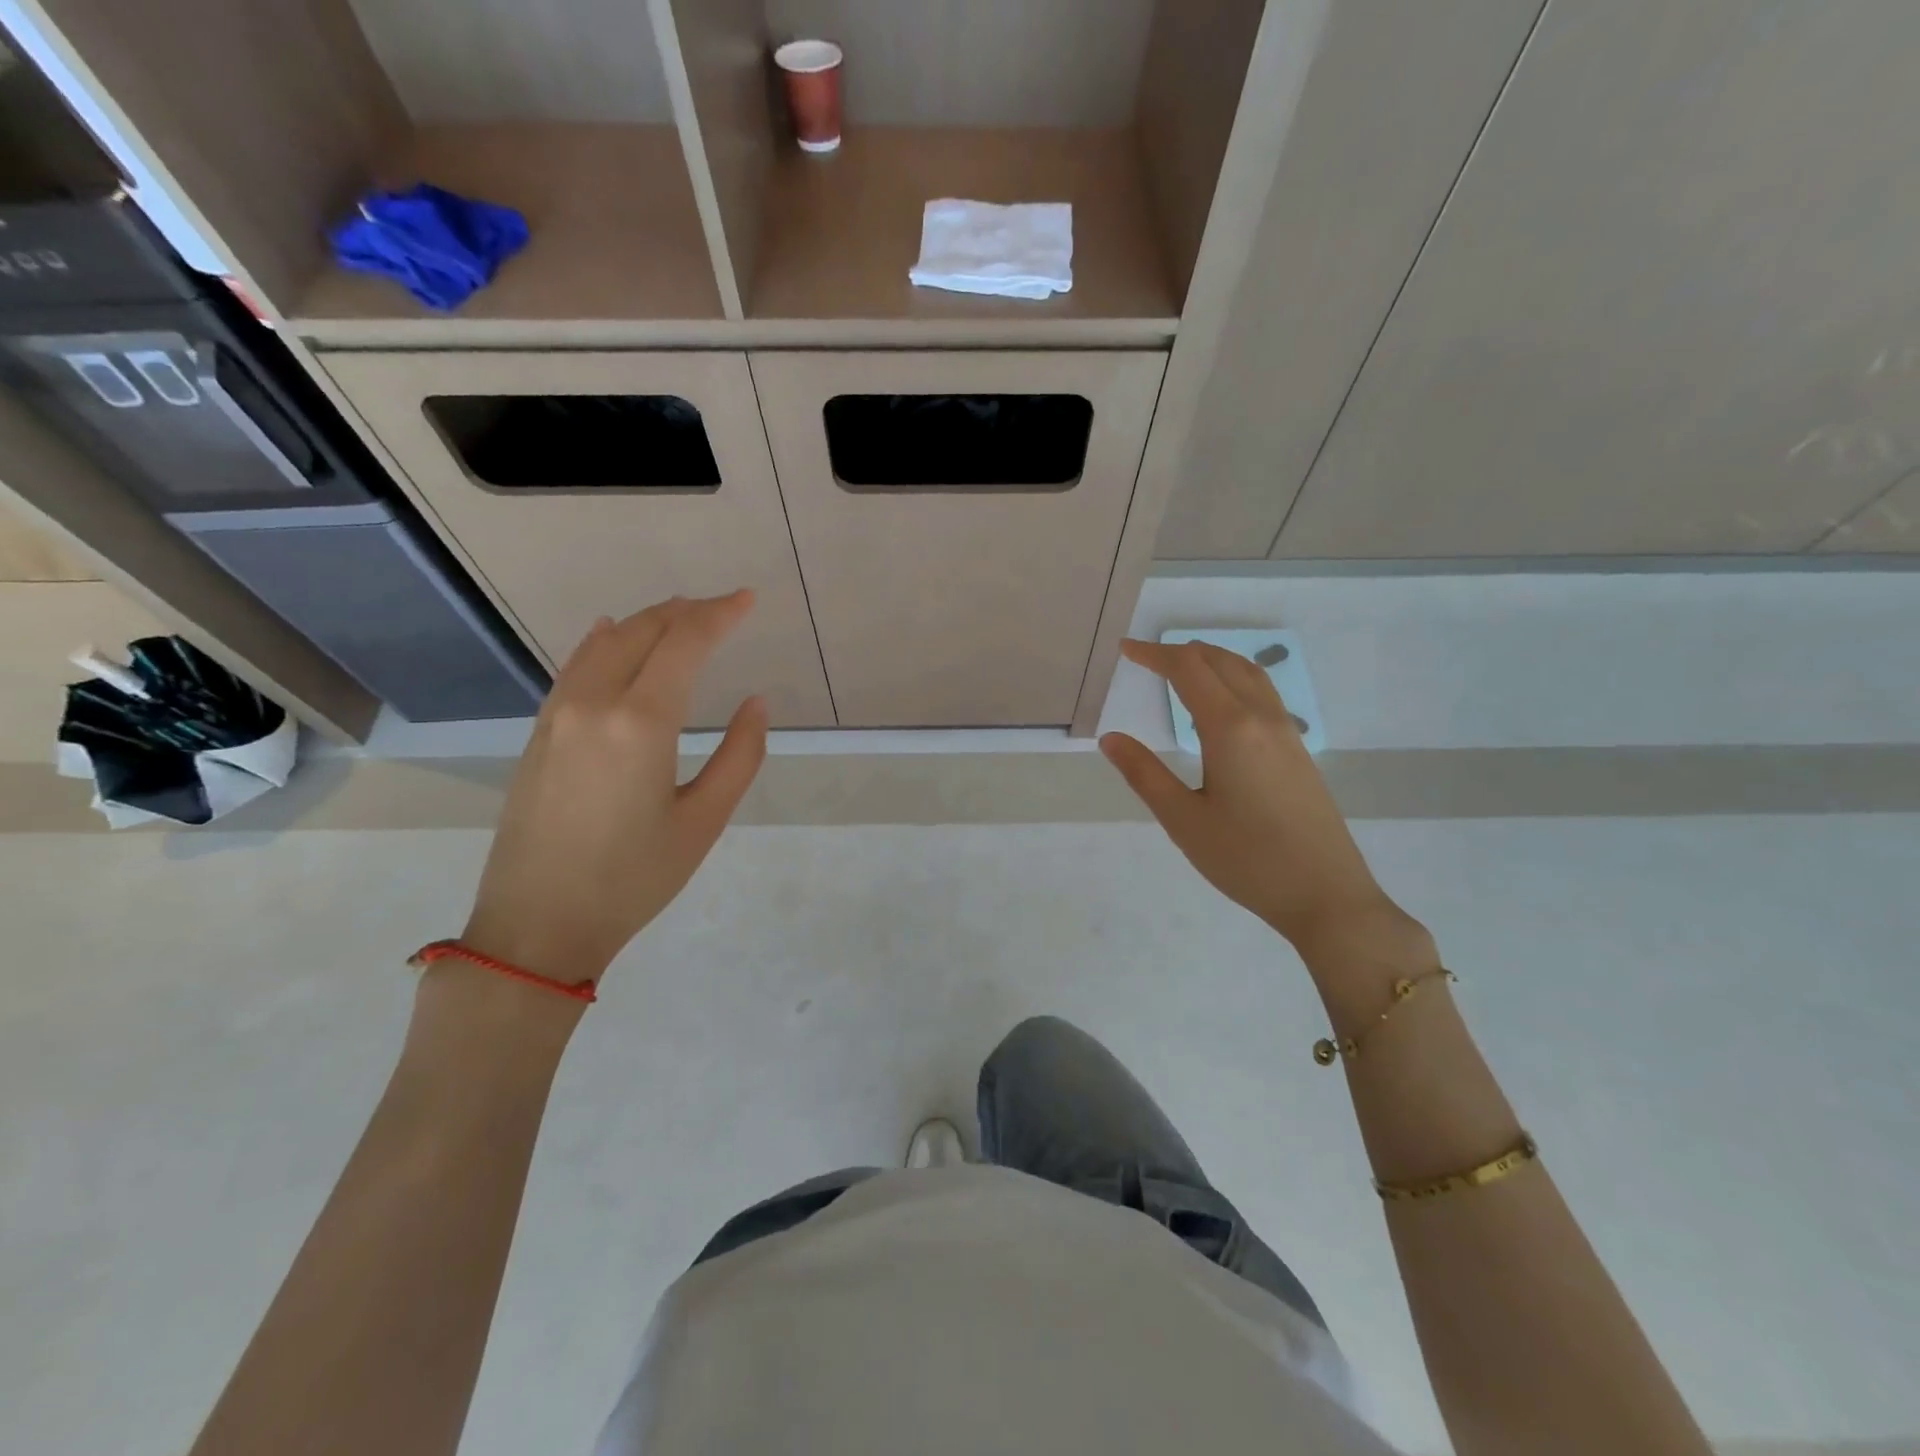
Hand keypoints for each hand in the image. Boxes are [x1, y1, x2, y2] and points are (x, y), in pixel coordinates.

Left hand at [462, 592, 767, 983]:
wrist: (538, 924)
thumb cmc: (633, 878)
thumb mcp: (704, 821)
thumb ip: (739, 756)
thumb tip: (756, 704)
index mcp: (641, 722)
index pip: (684, 644)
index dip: (719, 615)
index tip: (748, 599)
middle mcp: (594, 703)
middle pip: (642, 632)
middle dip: (686, 611)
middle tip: (723, 606)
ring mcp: (558, 715)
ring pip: (604, 643)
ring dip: (646, 621)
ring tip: (680, 614)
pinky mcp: (540, 734)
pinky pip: (575, 667)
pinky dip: (603, 642)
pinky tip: (612, 633)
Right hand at [1100, 639, 1423, 956]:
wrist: (1326, 896)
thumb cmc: (1246, 860)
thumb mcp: (1183, 820)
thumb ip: (1144, 774)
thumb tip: (1110, 739)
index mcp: (1230, 728)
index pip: (1188, 670)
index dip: (1154, 655)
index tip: (1125, 651)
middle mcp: (1262, 718)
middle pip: (1221, 662)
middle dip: (1181, 653)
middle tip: (1146, 658)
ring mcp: (1286, 733)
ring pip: (1248, 674)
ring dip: (1212, 660)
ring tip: (1182, 669)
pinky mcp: (1298, 752)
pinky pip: (1263, 694)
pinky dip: (1233, 679)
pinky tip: (1221, 706)